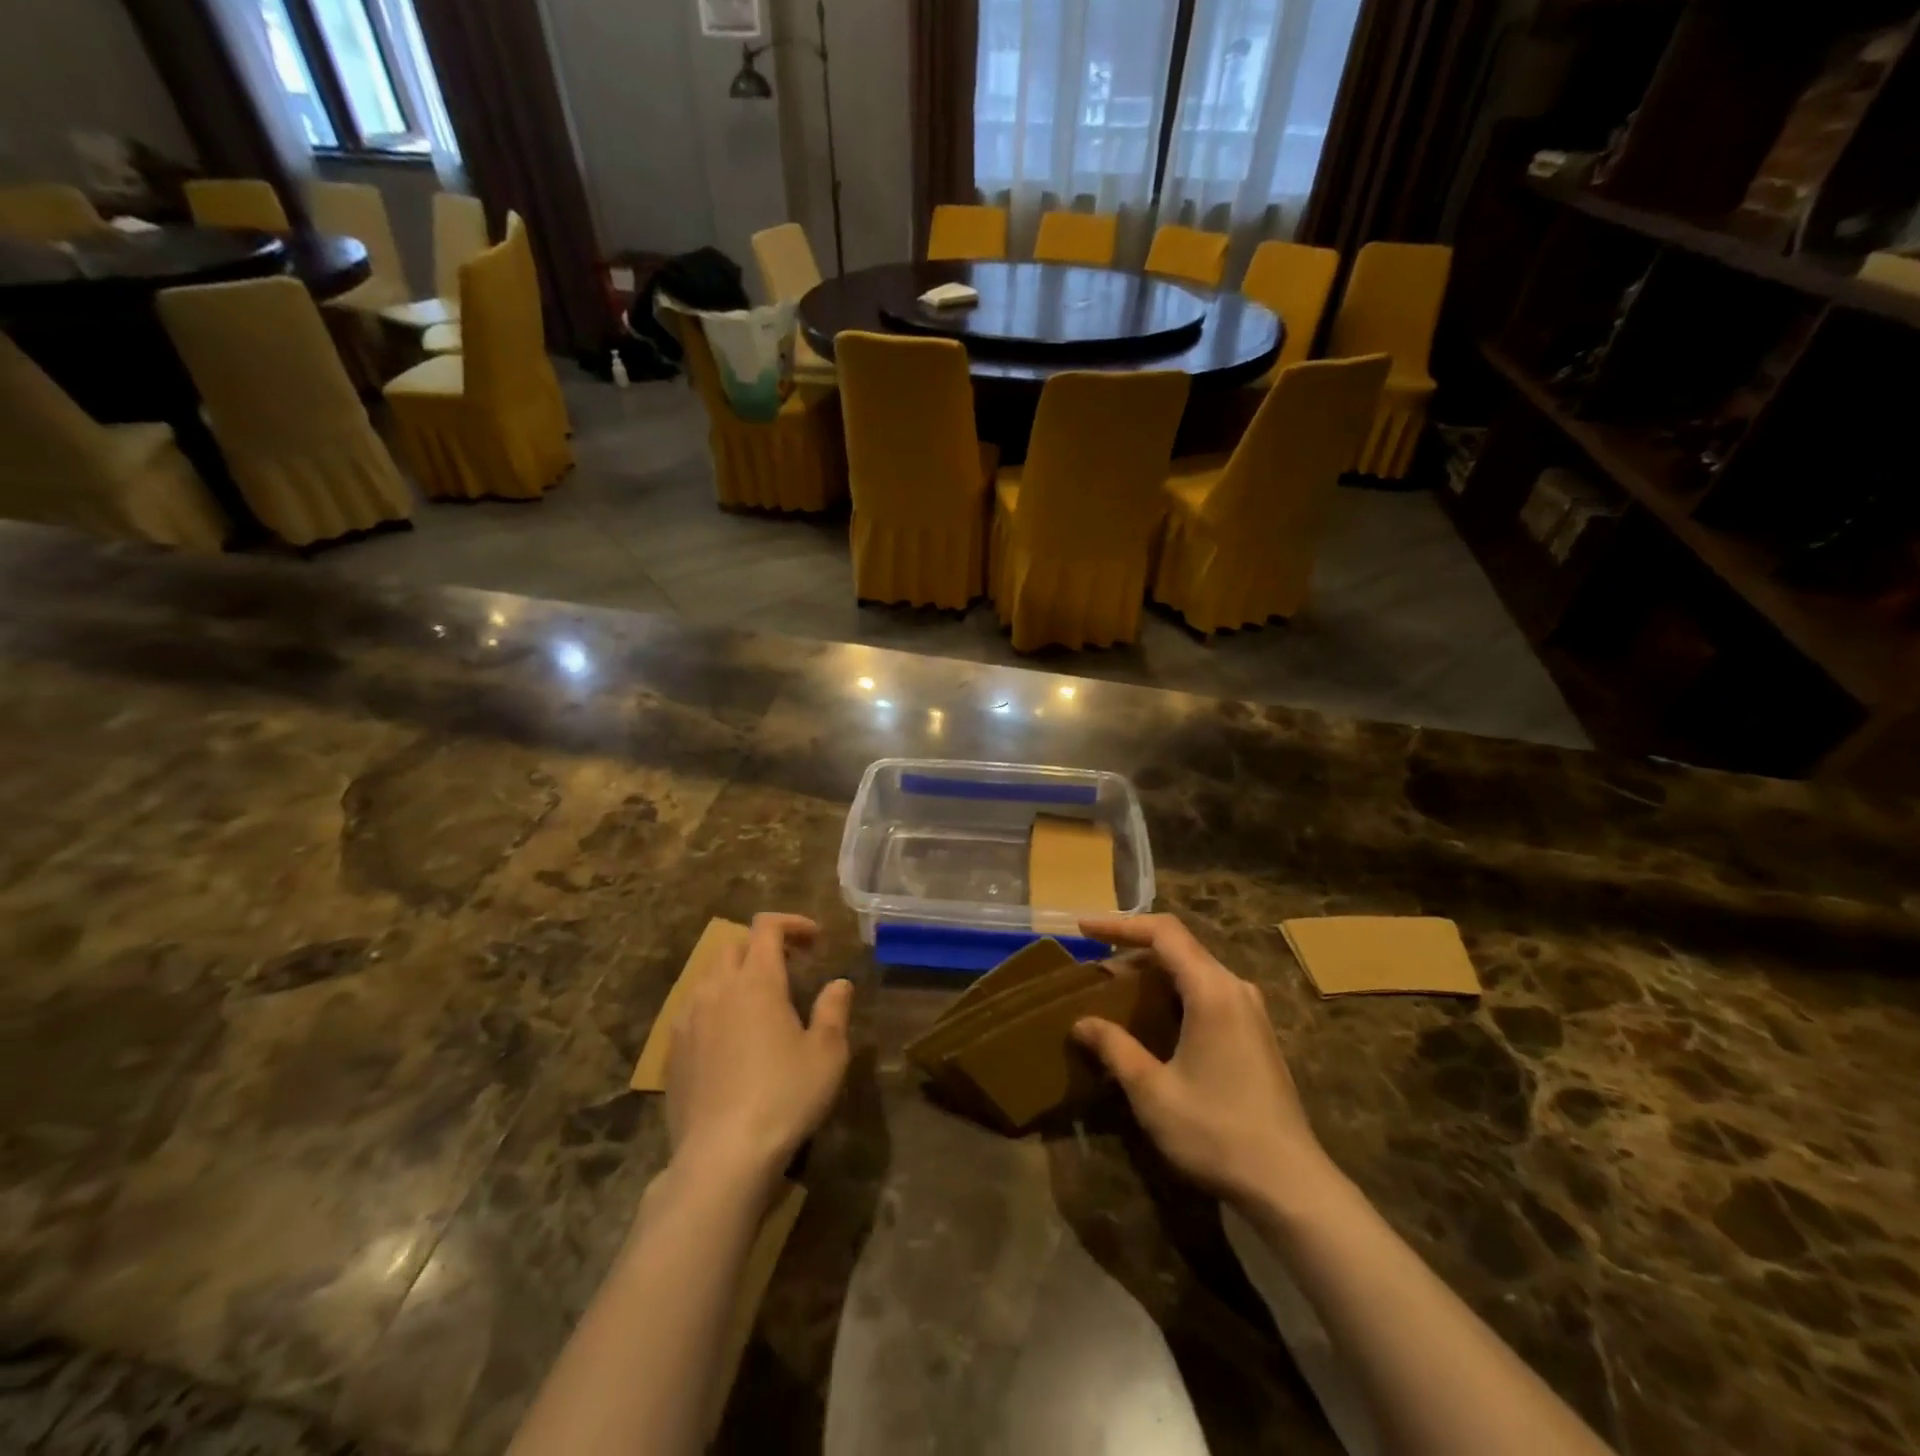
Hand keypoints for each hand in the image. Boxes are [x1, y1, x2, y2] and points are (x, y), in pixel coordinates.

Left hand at [667, 913, 852, 1186]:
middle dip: (762, 947)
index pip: (766, 927)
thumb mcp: (827, 1053)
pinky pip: (692, 1010)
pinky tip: (729, 1038)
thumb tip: (839, 983)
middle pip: (733, 946)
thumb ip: (834, 1009)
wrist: (722, 1157)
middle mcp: (717, 990)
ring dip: (735, 975)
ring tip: (758, 1002)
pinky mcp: (672, 1052)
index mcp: (756, 981)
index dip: (791, 923)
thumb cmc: (784, 1096)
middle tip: (789, 968)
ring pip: (708, 976)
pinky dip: (715, 1006)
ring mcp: (688, 1020)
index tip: (814, 940)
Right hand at [1073, 914, 1330, 1207]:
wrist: (1291, 1185)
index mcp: (1212, 990)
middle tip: (1095, 967)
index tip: (1083, 928)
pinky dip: (1174, 992)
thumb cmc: (1217, 1132)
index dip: (1120, 924)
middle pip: (1179, 946)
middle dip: (1133, 948)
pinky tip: (1155, 1019)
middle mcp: (1235, 988)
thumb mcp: (1153, 1091)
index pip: (1163, 932)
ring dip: (1154, 972)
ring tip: (1117, 991)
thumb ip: (1115, 1048)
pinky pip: (1208, 991)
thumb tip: (1082, 1023)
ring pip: (1195, 969)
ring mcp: (1251, 1011)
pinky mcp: (1256, 1033)